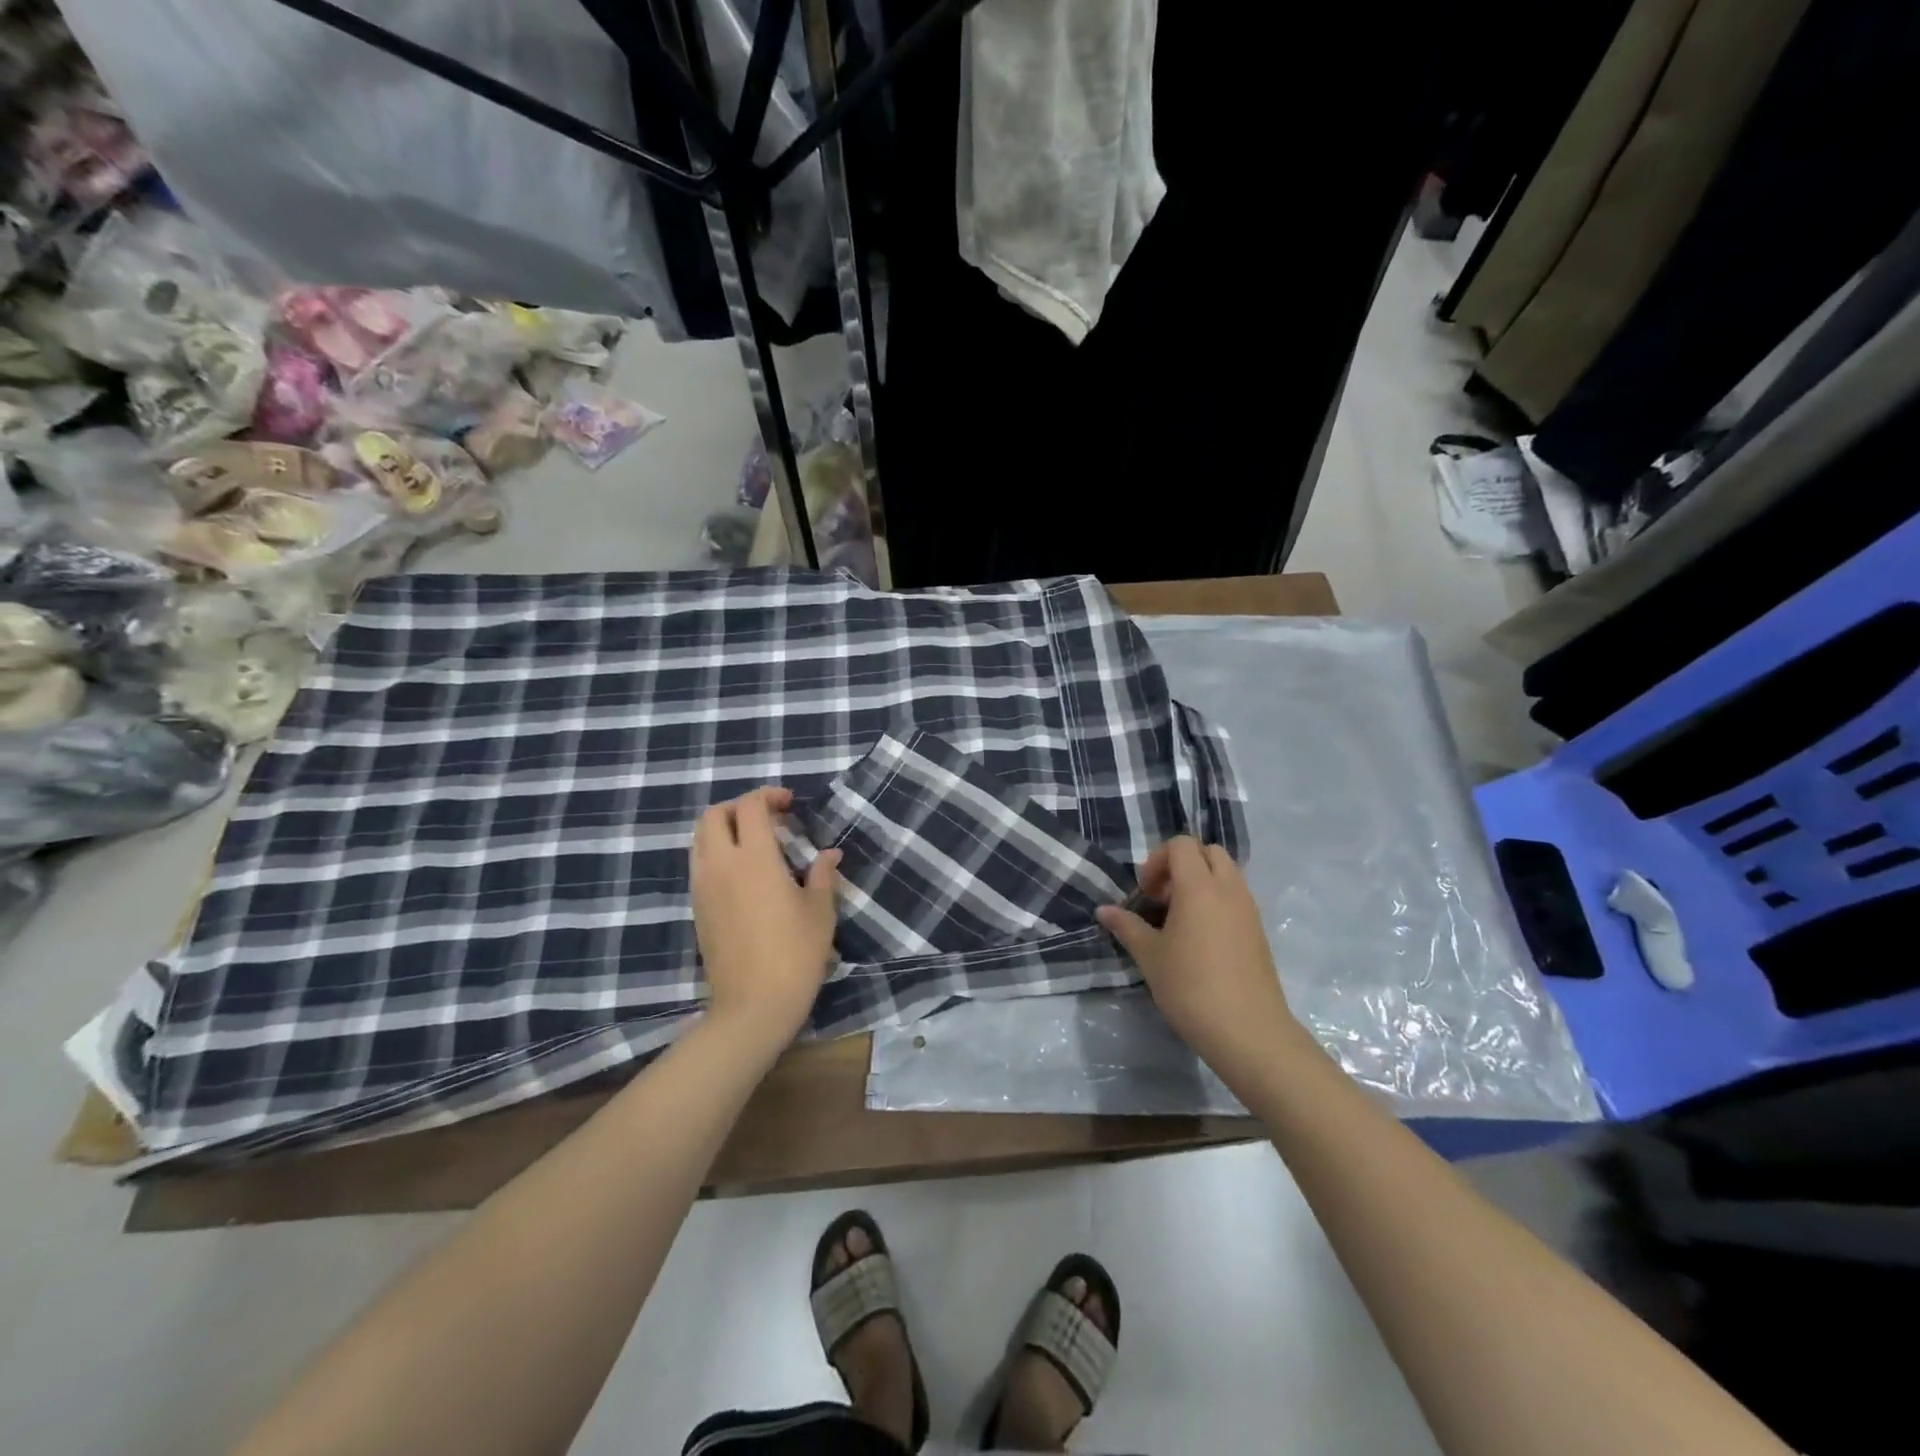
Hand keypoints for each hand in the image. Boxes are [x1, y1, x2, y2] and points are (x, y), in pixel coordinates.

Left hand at [690, 787, 840, 1048]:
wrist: (753, 1005)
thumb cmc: (795, 954)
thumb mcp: (820, 911)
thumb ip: (822, 874)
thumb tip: (829, 854)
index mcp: (753, 858)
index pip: (750, 807)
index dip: (769, 796)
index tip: (790, 804)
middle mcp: (720, 865)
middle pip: (713, 815)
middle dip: (738, 807)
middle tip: (768, 818)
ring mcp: (703, 887)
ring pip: (700, 839)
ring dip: (723, 829)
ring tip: (754, 843)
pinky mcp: (697, 909)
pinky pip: (699, 864)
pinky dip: (716, 853)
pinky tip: (743, 873)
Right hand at [1096, 837, 1307, 1081]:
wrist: (1248, 1031)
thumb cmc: (1191, 987)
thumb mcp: (1150, 957)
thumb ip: (1127, 926)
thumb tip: (1104, 910)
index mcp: (1199, 887)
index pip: (1181, 844)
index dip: (1158, 860)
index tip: (1146, 893)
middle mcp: (1229, 889)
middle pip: (1208, 852)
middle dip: (1182, 865)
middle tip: (1163, 898)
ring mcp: (1249, 910)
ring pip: (1226, 874)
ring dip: (1201, 883)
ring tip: (1180, 920)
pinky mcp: (1259, 932)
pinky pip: (1237, 897)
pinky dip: (1217, 902)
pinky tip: (1201, 940)